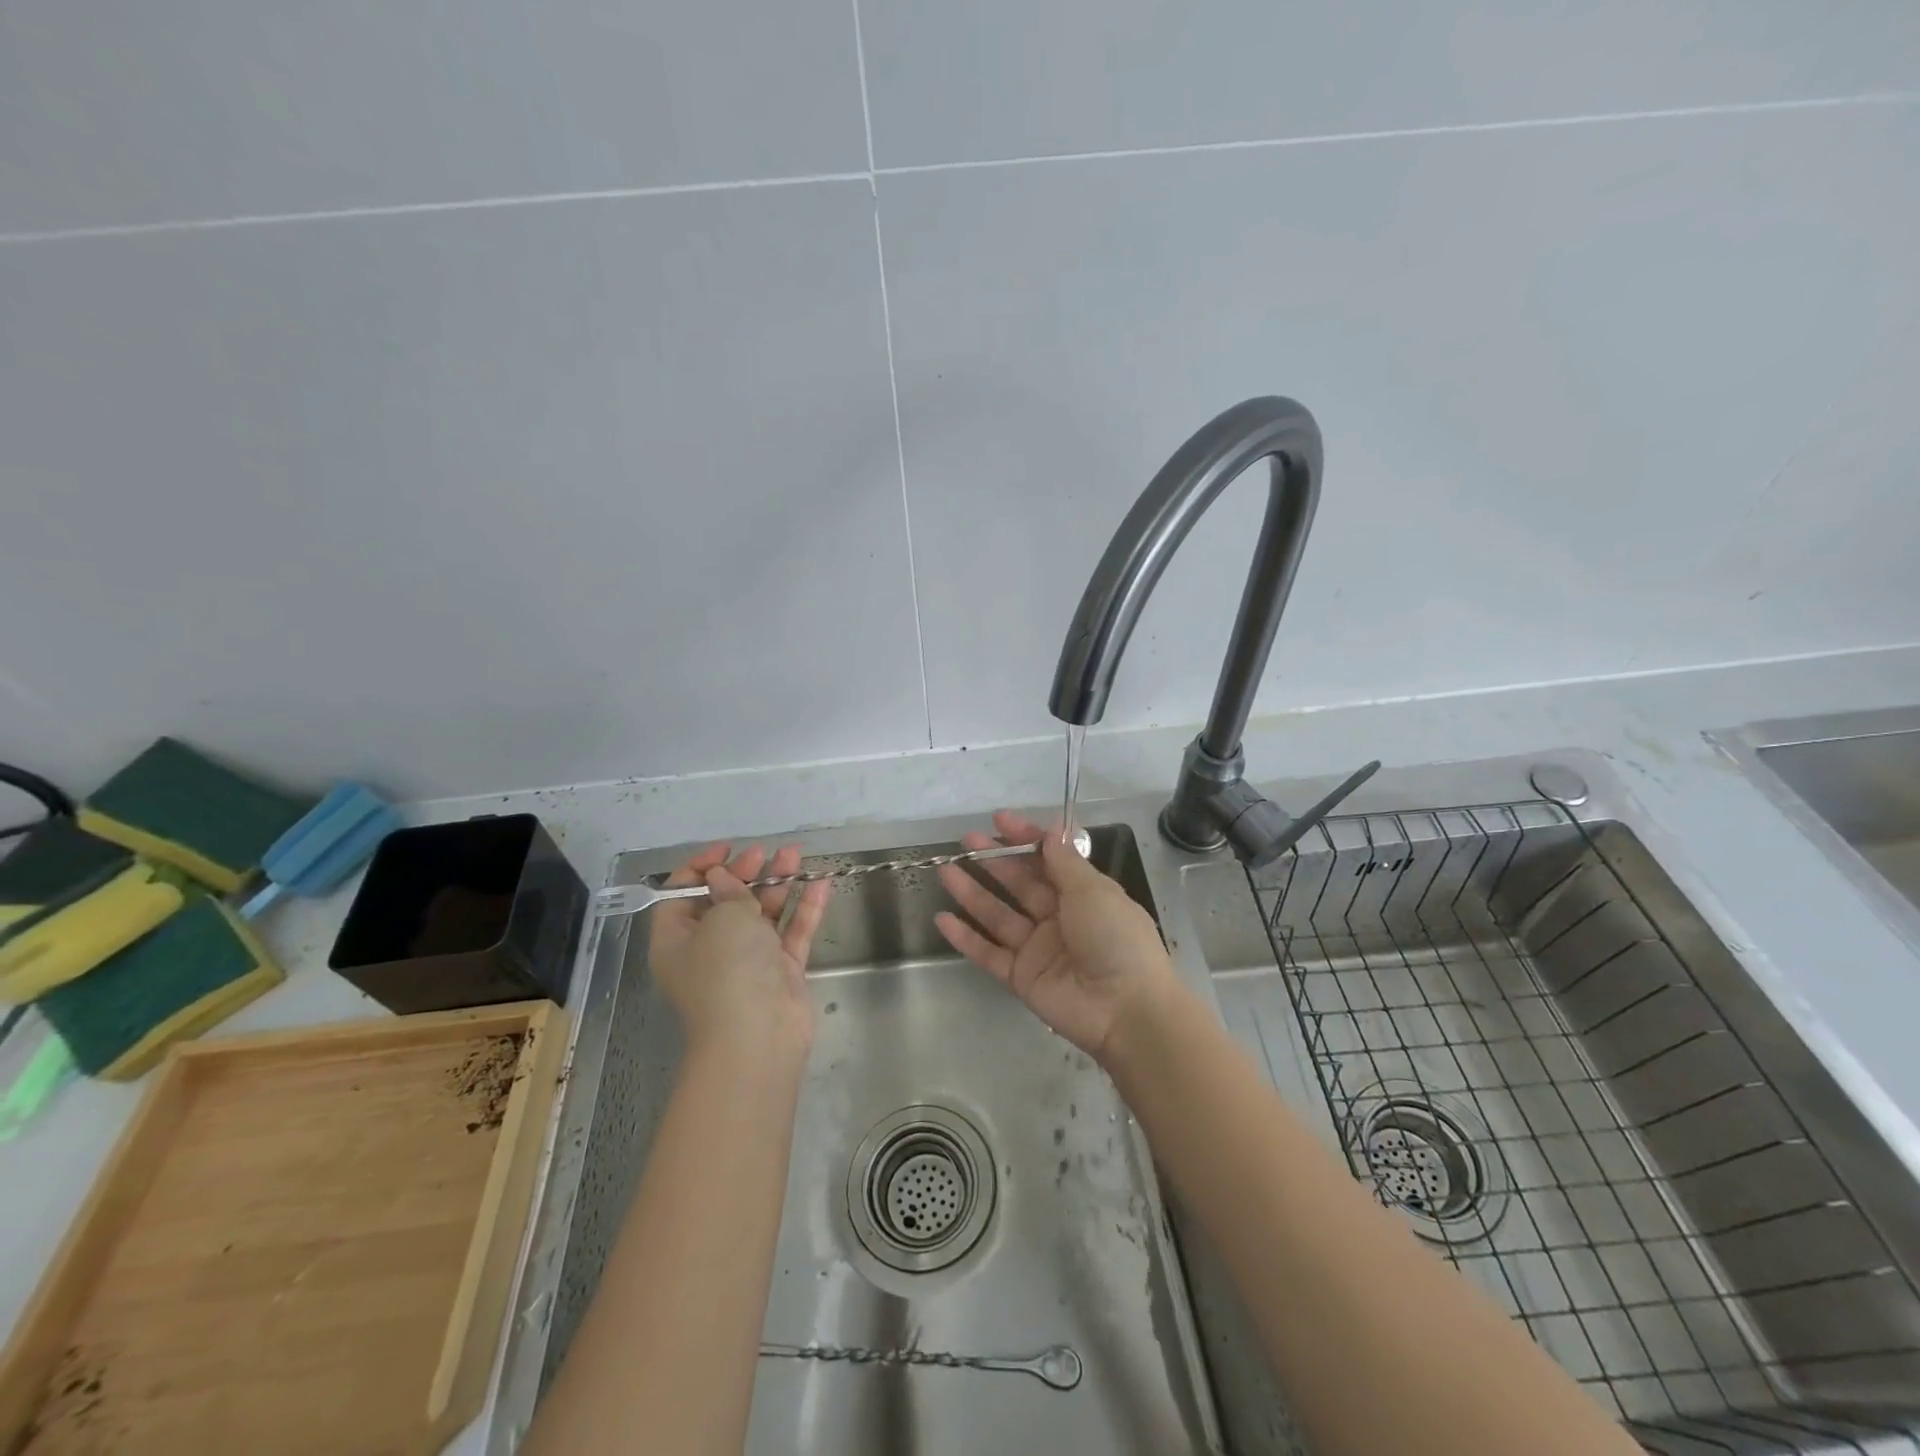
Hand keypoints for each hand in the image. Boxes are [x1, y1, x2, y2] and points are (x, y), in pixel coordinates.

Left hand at [648, 843, 831, 1061]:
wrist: (758, 1037)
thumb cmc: (727, 970)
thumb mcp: (723, 919)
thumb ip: (729, 891)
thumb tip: (723, 877)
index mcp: (678, 939)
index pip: (682, 894)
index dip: (702, 867)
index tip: (728, 849)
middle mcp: (709, 949)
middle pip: (726, 902)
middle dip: (746, 873)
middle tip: (765, 853)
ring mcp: (748, 962)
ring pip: (762, 915)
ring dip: (778, 884)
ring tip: (796, 855)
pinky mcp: (781, 972)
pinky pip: (791, 933)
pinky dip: (804, 909)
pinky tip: (821, 883)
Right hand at [934, 811, 1178, 1061]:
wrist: (1125, 1009)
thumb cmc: (1115, 938)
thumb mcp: (1093, 891)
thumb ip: (1064, 862)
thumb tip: (1050, 831)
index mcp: (1083, 894)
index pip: (1048, 859)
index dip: (1025, 839)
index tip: (998, 820)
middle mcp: (1059, 918)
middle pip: (1020, 884)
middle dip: (994, 860)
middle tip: (966, 841)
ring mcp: (1038, 949)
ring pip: (998, 914)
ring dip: (972, 893)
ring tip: (945, 870)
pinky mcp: (1021, 977)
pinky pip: (988, 953)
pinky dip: (966, 938)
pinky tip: (943, 919)